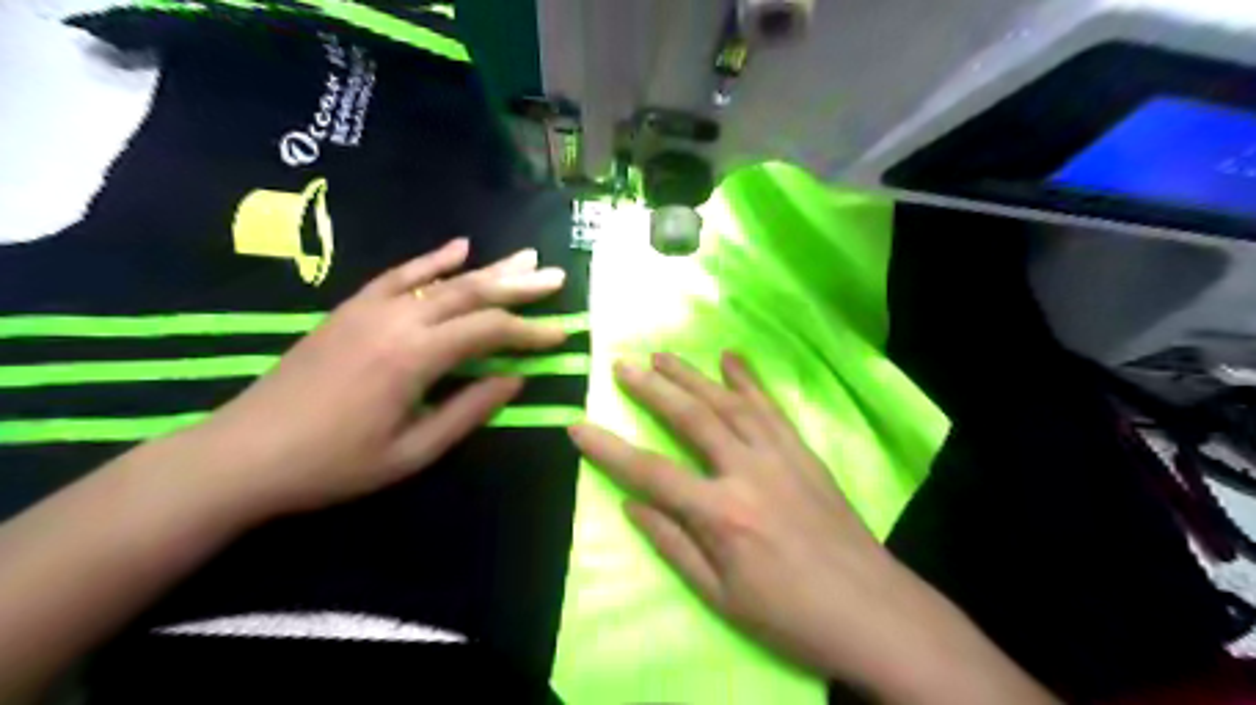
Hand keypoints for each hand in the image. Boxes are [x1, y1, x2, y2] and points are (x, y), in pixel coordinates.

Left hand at [190, 241, 570, 519]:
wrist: (244, 454)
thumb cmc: (334, 464)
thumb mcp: (413, 451)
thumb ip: (469, 410)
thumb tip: (516, 379)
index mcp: (415, 356)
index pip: (489, 330)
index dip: (529, 331)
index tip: (561, 333)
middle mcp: (398, 319)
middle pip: (472, 292)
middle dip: (519, 285)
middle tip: (557, 277)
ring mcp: (371, 308)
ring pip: (443, 279)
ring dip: (488, 268)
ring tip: (526, 258)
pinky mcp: (351, 308)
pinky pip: (400, 274)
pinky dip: (433, 259)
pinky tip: (460, 246)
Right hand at [574, 352, 1057, 703]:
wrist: (871, 609)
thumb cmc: (789, 613)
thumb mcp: (720, 596)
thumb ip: (672, 545)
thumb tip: (631, 505)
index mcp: (720, 513)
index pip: (650, 471)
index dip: (609, 449)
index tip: (576, 425)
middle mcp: (747, 471)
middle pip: (691, 418)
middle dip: (652, 389)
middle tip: (622, 365)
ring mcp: (779, 455)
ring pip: (728, 402)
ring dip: (692, 375)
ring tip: (662, 356)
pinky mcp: (803, 452)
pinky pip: (770, 407)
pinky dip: (748, 380)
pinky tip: (730, 359)